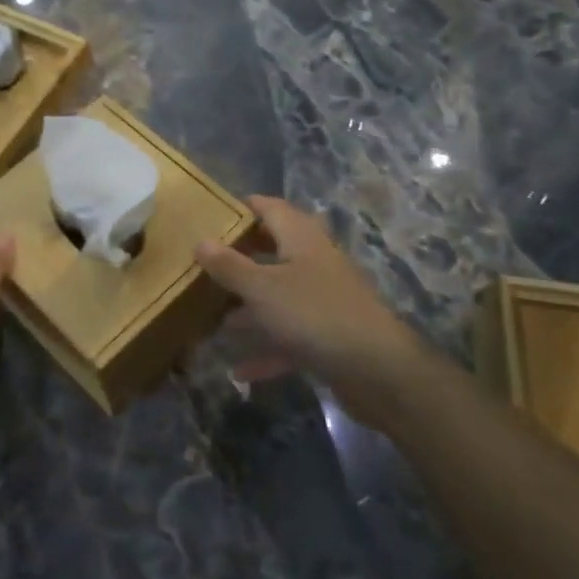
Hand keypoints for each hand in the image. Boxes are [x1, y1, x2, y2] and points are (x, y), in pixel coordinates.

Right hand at [196, 196, 448, 426]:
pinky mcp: (327, 337)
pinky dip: (267, 350)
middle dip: (242, 258)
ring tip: (213, 317)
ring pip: (279, 297)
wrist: (377, 370)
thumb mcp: (262, 289)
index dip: (244, 208)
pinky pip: (289, 338)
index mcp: (302, 239)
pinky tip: (239, 370)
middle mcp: (314, 264)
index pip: (271, 208)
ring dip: (250, 308)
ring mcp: (323, 302)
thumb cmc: (315, 314)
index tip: (213, 214)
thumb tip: (201, 240)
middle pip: (275, 252)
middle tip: (205, 265)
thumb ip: (229, 266)